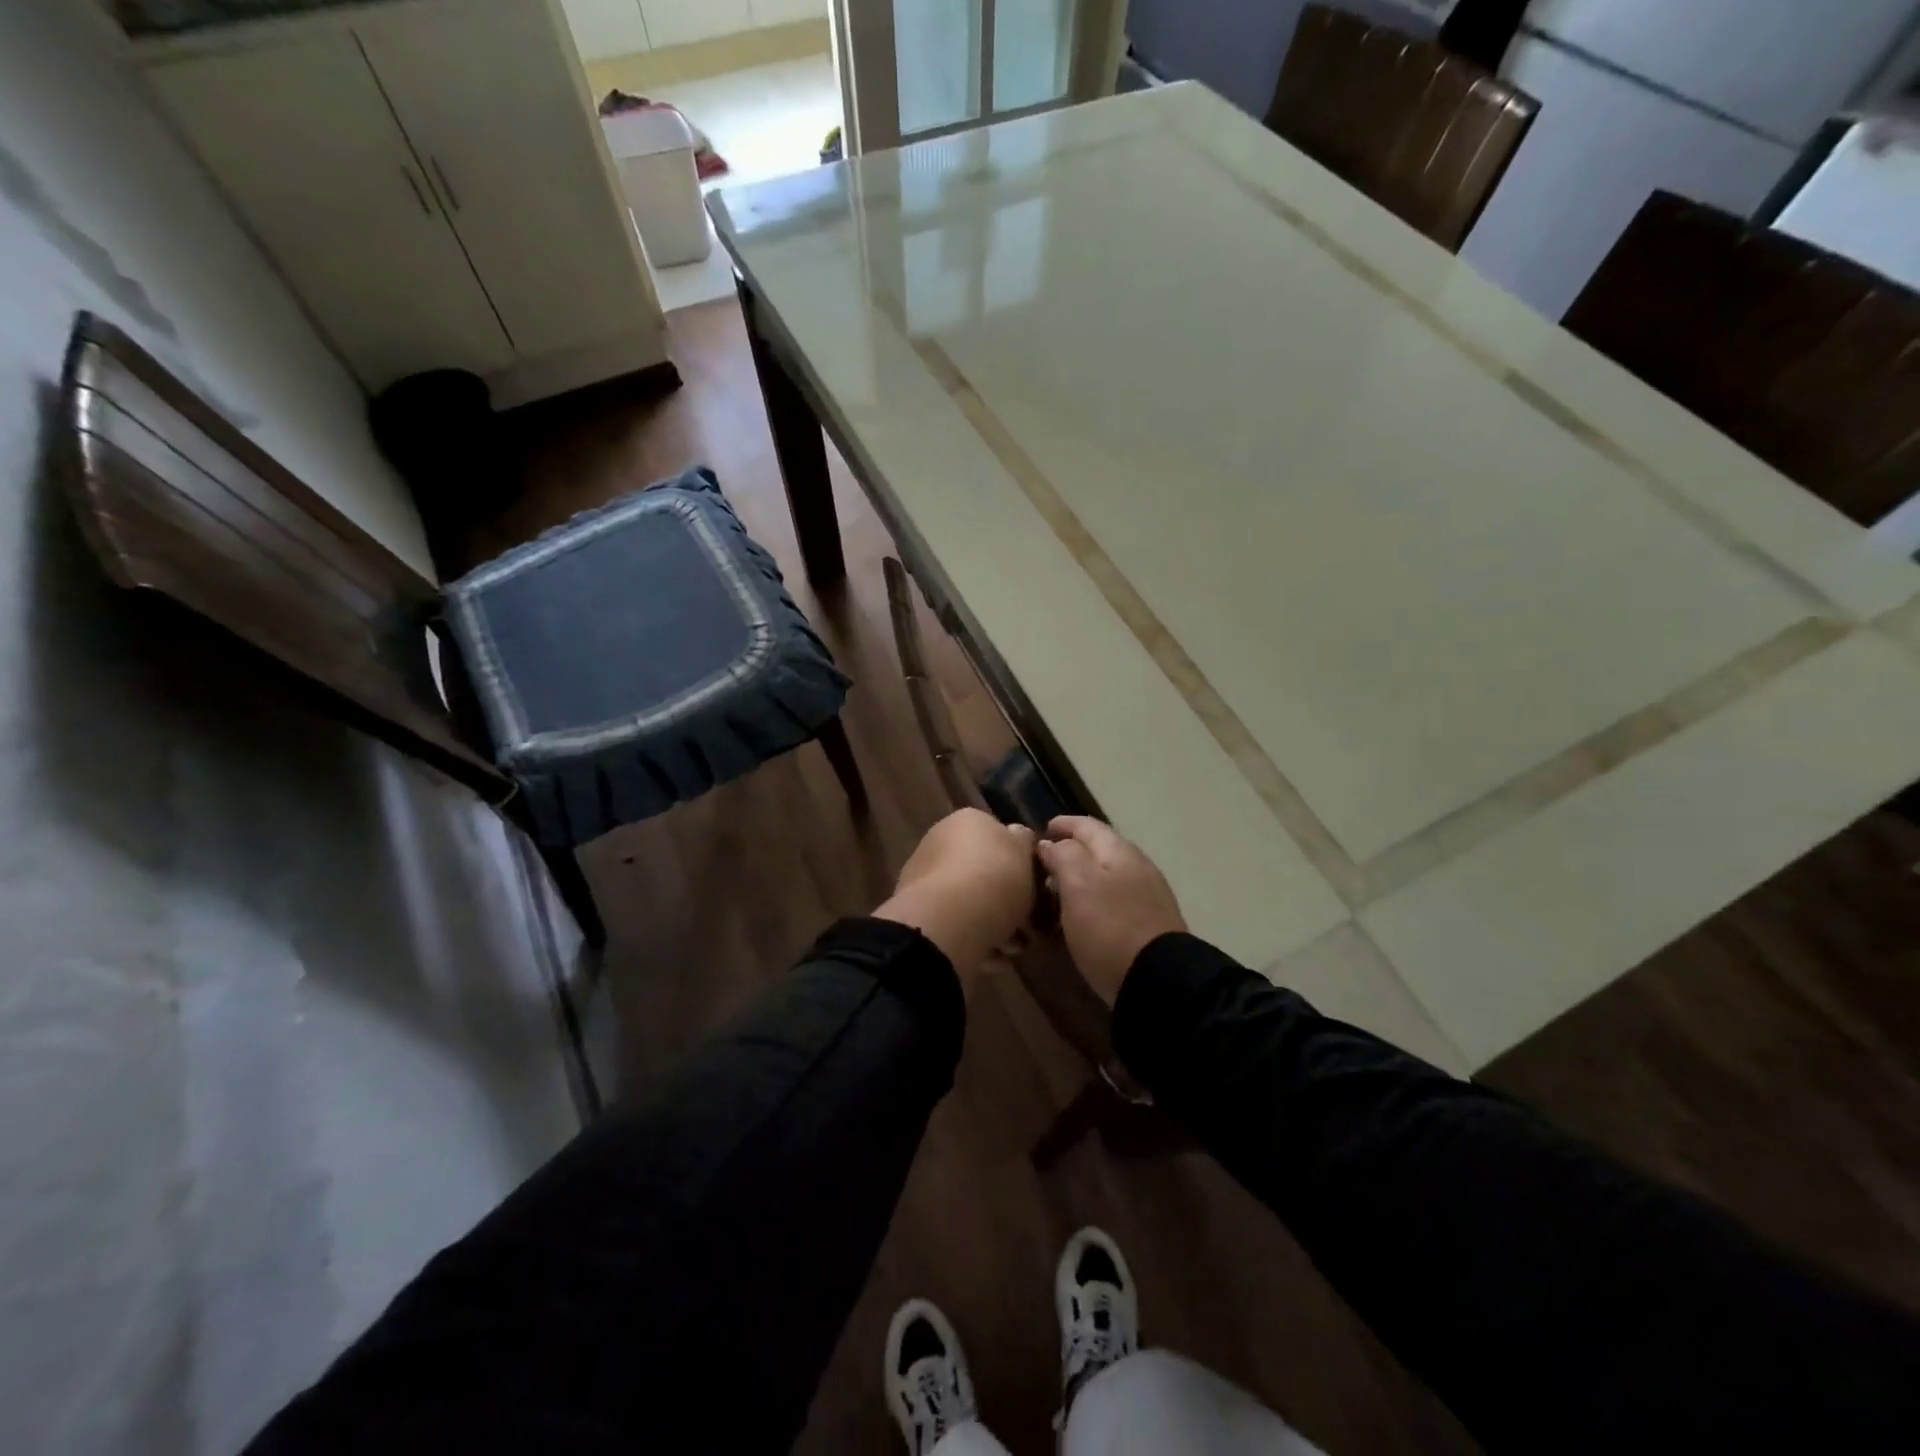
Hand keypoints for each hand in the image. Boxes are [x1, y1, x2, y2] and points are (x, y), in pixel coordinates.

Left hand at [875, 809, 1037, 980]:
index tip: (1035, 890)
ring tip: (1013, 949)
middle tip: (1028, 926)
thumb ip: (1023, 843)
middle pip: (983, 872)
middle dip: (1006, 900)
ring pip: (970, 902)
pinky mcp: (917, 912)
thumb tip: (1017, 837)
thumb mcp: (1025, 852)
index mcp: (967, 820)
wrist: (950, 918)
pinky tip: (993, 959)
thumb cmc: (996, 878)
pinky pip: (955, 925)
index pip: (998, 836)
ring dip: (994, 924)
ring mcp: (924, 877)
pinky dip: (974, 940)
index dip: (1020, 864)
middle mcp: (940, 842)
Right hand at [1036, 816, 1185, 1005]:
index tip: (1042, 830)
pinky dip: (1093, 900)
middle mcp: (1137, 866)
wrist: (1159, 980)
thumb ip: (1063, 856)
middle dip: (1071, 851)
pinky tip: (1082, 917)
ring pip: (1107, 875)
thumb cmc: (1110, 927)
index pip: (1087, 825)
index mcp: (1119, 851)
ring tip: (1056, 893)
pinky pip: (1115, 900)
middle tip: (1043, 865)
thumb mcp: (1078, 885)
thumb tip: (1051, 844)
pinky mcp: (1148, 923)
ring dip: (1081, 878)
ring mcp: (1147, 895)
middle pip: (1100, 848)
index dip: (1063, 824)